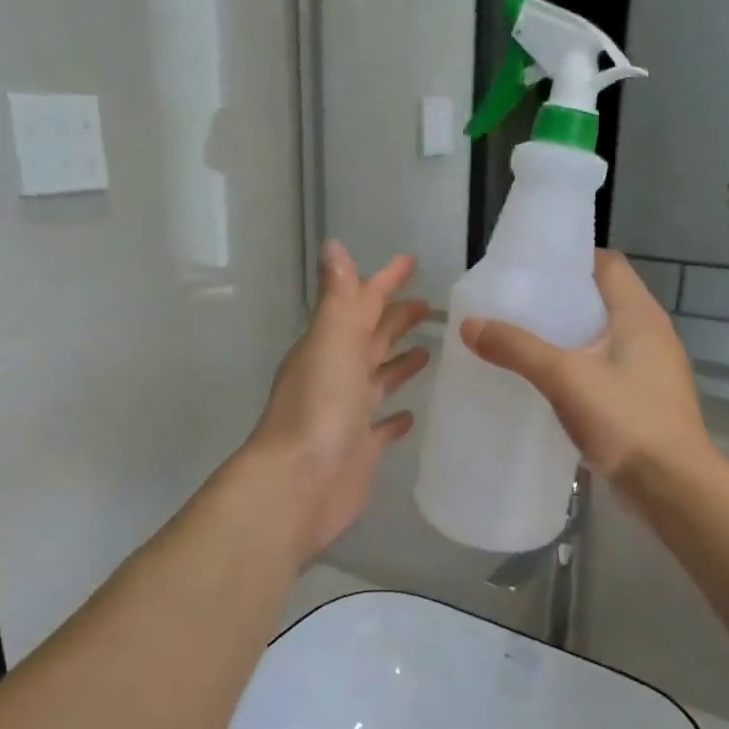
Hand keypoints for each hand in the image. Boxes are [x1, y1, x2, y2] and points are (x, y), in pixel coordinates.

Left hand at [250, 240, 429, 560]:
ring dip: (398, 363)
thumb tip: (334, 245)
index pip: (362, 303)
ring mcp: (348, 413)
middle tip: (429, 305)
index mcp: (331, 346)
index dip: (385, 281)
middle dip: (396, 319)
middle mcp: (338, 375)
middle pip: (372, 339)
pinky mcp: (361, 448)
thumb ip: (339, 296)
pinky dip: (395, 417)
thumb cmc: (320, 407)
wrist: (300, 483)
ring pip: (378, 379)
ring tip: (428, 352)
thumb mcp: (331, 340)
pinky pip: (382, 426)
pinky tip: (411, 414)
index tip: (411, 262)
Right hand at [461, 251, 711, 483]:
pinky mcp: (645, 400)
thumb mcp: (565, 377)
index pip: (607, 264)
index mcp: (639, 314)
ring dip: (568, 337)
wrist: (672, 488)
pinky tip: (549, 383)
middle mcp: (651, 334)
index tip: (531, 269)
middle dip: (560, 300)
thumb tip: (470, 324)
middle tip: (515, 306)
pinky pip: (606, 369)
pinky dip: (578, 367)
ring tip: (524, 340)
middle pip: (602, 300)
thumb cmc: (626, 420)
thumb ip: (518, 348)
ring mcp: (651, 369)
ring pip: (603, 338)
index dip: (571, 260)